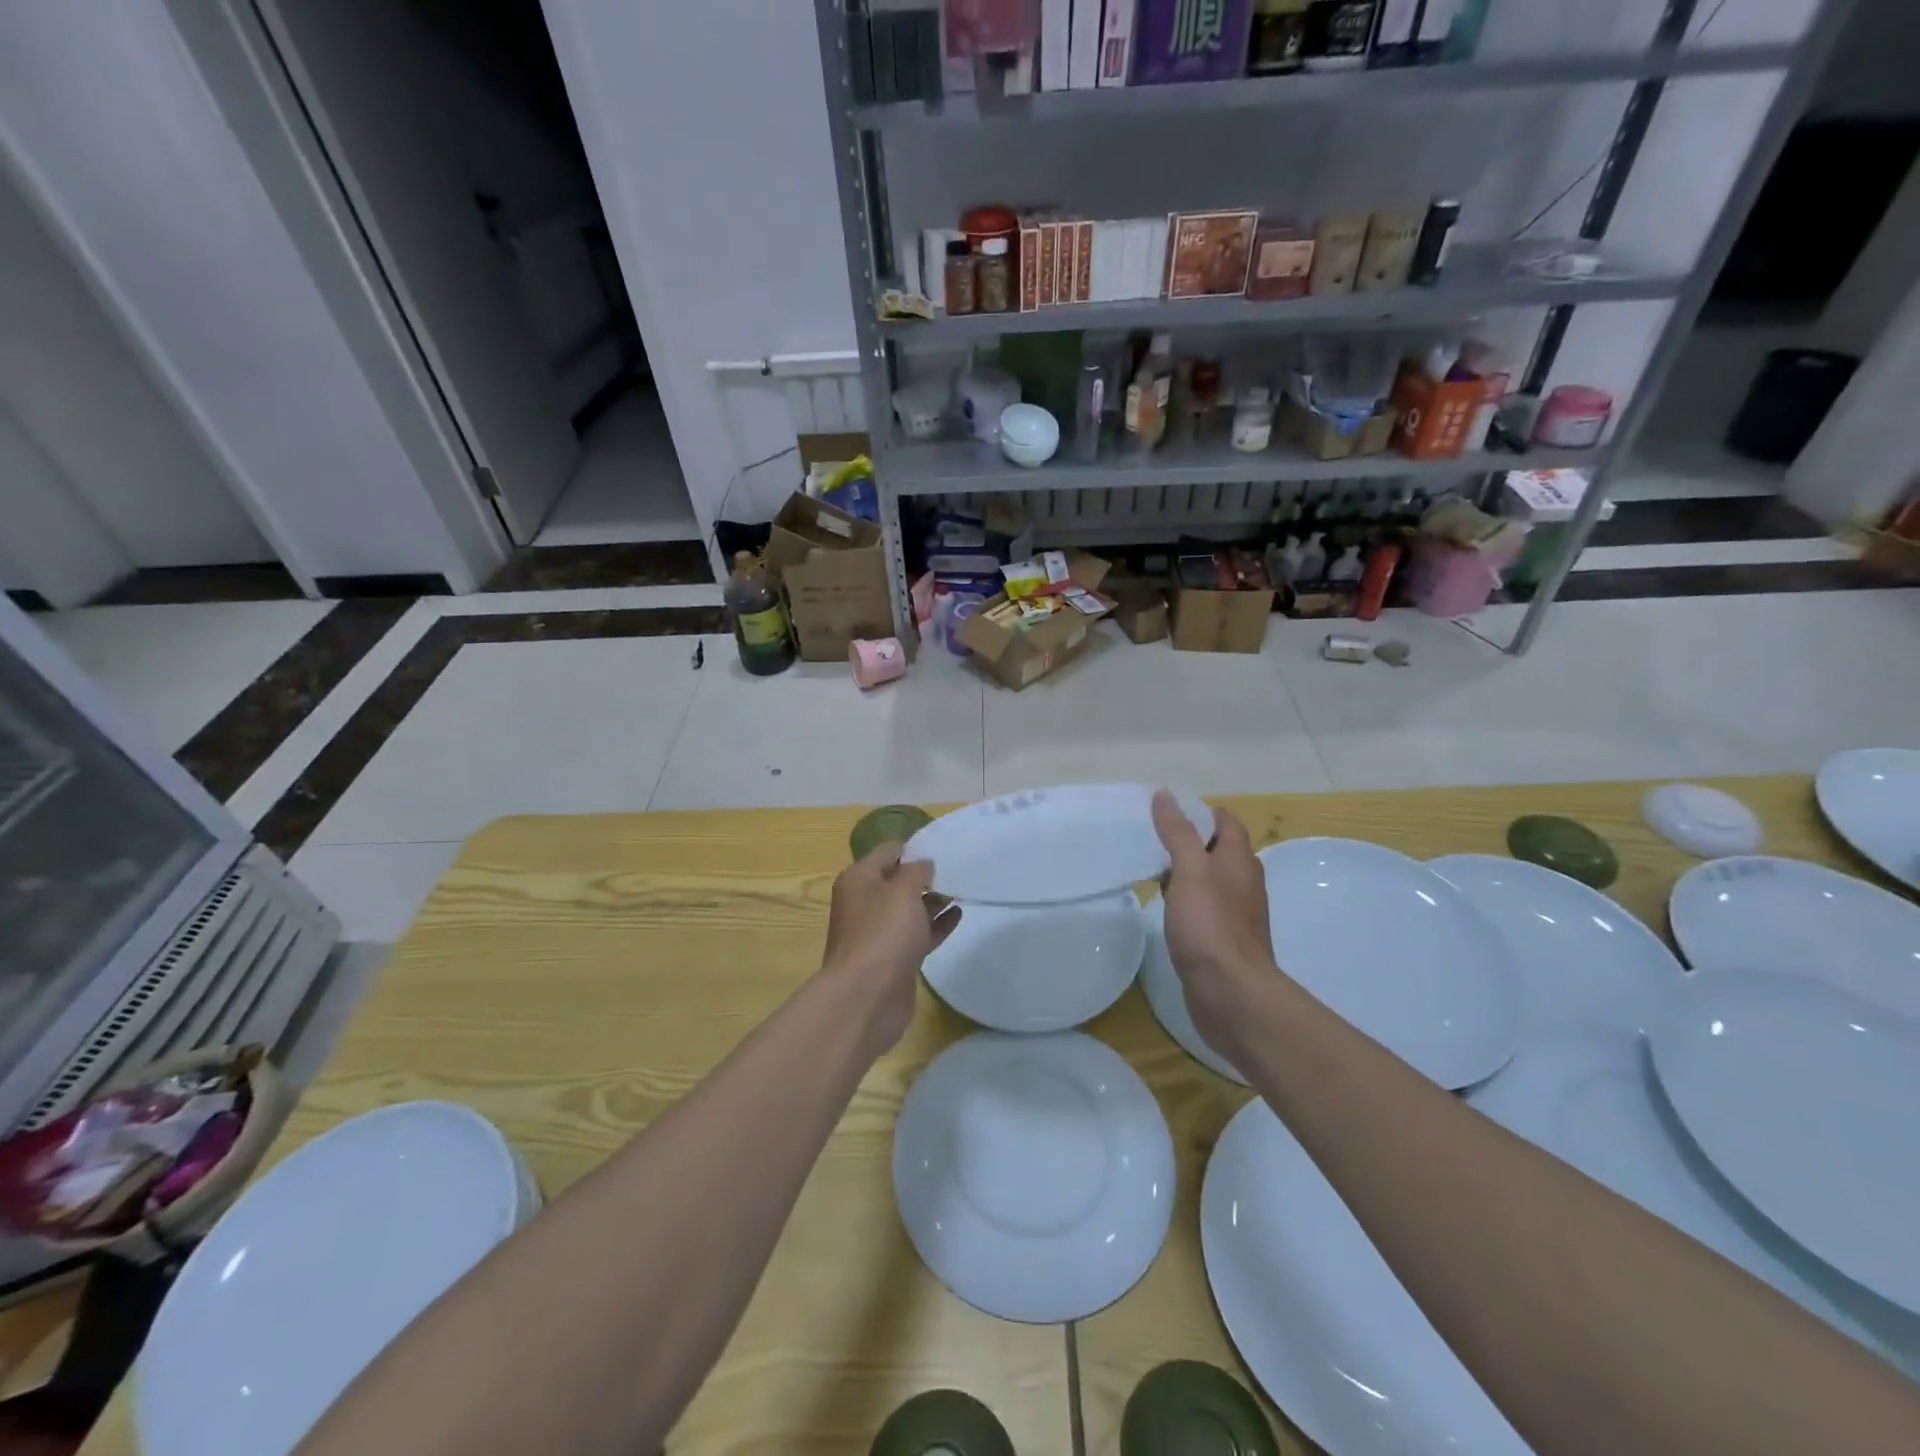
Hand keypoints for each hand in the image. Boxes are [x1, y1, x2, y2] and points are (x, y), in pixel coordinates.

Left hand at [821, 843, 959, 1053]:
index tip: (945, 849)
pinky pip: (917, 934)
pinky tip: (958, 916)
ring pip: (910, 909)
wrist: (867, 996)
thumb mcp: (903, 890)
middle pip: (899, 881)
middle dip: (927, 876)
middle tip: (959, 870)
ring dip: (934, 901)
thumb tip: (924, 863)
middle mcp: (865, 902)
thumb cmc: (883, 933)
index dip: (915, 849)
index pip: (889, 852)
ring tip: (963, 891)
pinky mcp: (894, 958)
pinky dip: (936, 925)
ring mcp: (879, 932)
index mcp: (859, 879)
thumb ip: (918, 870)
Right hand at [1151, 791, 1277, 1059]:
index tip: (1166, 812)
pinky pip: (1205, 907)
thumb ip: (1178, 833)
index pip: (1226, 822)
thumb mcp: (1190, 870)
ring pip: (1211, 880)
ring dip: (1186, 871)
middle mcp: (1243, 883)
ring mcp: (1236, 913)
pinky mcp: (1224, 939)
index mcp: (1240, 860)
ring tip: (1152, 869)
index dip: (1200, 811)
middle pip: (1219, 849)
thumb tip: (1166, 794)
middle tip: (1151, 838)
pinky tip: (1166, 907)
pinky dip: (1186, 900)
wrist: (1231, 994)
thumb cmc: (1211, 925)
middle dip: (1190, 840)